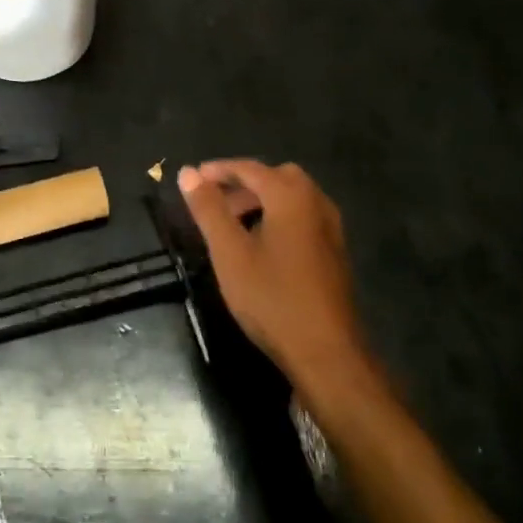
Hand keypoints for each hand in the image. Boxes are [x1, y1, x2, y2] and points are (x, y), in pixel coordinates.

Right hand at [179, 160, 368, 385]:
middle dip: (243, 183)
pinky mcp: (335, 251)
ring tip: (234, 225)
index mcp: (290, 196)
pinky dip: (279, 216)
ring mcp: (331, 227)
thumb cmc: (273, 299)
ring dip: (262, 200)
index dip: (218, 170)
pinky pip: (303, 216)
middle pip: (275, 177)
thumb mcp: (229, 253)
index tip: (193, 179)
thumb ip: (208, 209)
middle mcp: (316, 202)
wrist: (328, 354)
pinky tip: (262, 246)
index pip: (249, 168)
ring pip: (292, 197)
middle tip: (216, 203)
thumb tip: (188, 172)